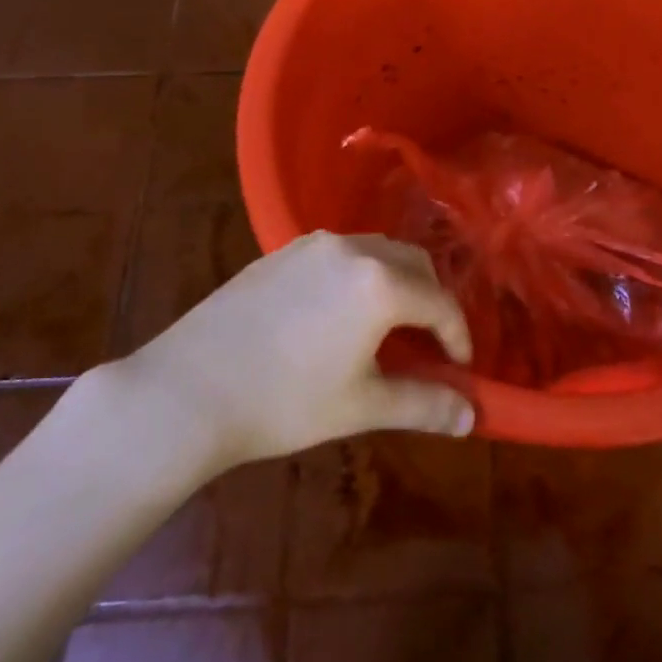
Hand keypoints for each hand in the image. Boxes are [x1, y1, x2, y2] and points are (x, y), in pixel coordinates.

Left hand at [130, 231, 475, 469]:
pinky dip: (359, 274)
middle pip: (413, 263)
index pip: (440, 302)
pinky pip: (339, 253)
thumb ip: (424, 405)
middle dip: (431, 299)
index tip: (461, 367)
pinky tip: (339, 312)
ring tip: (389, 325)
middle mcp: (352, 248)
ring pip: (376, 250)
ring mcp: (312, 244)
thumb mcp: (361, 407)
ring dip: (396, 281)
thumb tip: (471, 417)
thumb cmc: (285, 401)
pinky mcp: (281, 251)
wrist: (190, 388)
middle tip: (431, 342)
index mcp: (380, 283)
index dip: (458, 335)